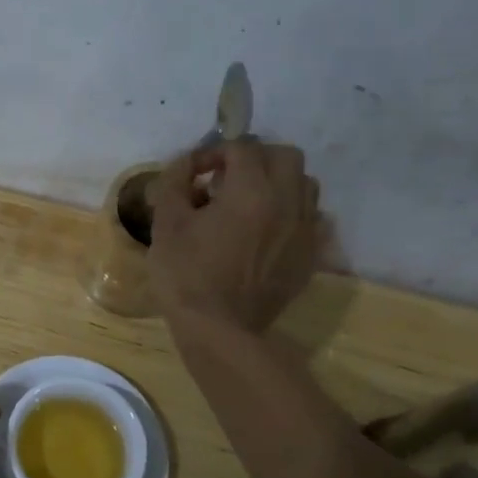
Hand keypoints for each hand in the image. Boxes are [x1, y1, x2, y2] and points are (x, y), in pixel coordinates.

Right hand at [148, 139, 320, 333]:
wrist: (219, 329)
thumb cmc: (186, 275)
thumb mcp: (167, 224)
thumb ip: (174, 183)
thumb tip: (185, 165)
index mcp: (251, 191)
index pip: (241, 147)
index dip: (213, 152)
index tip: (193, 173)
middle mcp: (287, 202)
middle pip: (285, 155)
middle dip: (255, 158)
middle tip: (226, 179)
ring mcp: (304, 230)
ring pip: (304, 184)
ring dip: (277, 182)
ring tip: (248, 202)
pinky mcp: (309, 255)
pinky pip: (310, 218)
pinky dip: (289, 212)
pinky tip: (264, 230)